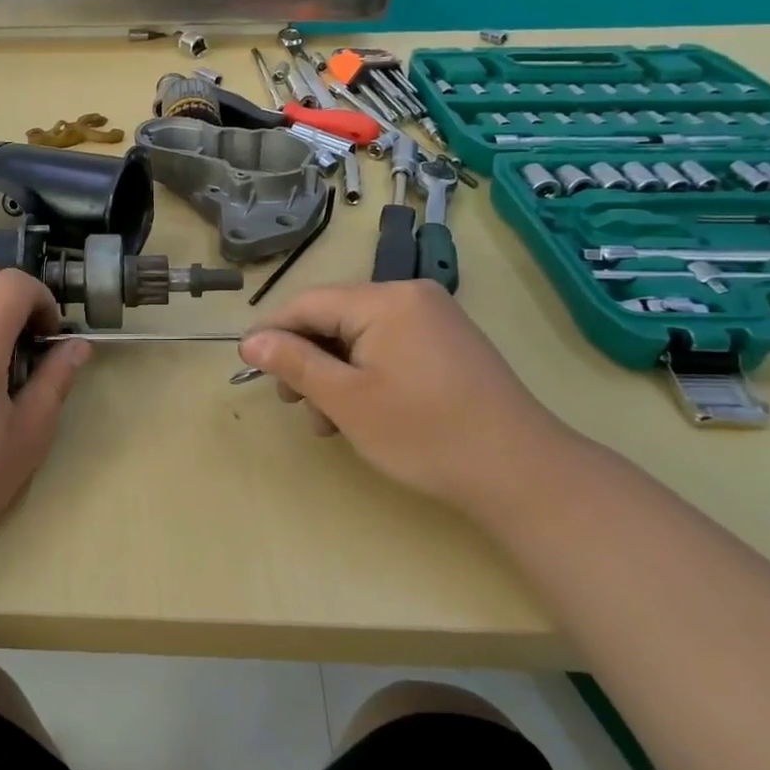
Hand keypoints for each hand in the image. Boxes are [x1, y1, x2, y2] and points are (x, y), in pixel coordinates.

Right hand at [237, 280, 572, 510]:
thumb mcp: (346, 399)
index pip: (308, 304)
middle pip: (333, 318)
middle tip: (295, 406)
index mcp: (386, 300)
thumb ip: (294, 363)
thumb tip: (250, 340)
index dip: (272, 334)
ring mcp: (433, 320)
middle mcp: (411, 297)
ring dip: (333, 374)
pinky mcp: (446, 344)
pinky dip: (363, 375)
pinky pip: (386, 347)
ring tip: (329, 423)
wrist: (521, 473)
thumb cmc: (424, 433)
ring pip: (357, 336)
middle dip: (307, 361)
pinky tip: (360, 413)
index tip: (248, 368)